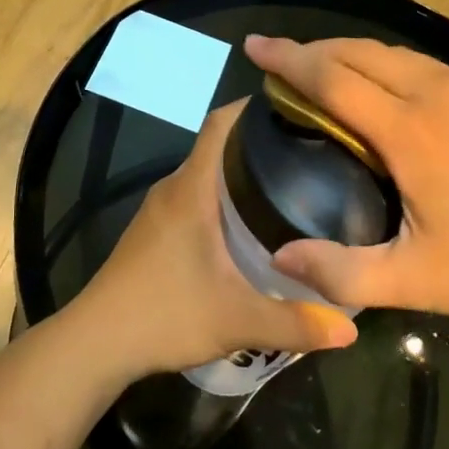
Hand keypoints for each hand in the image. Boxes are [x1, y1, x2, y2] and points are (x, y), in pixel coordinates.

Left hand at [73, 101, 359, 376]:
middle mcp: (173, 188)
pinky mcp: (153, 231)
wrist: (96, 342)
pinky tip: (249, 224)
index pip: (221, 123)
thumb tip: (352, 329)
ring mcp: (159, 209)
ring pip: (206, 173)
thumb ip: (296, 323)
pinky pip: (194, 196)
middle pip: (219, 145)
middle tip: (310, 152)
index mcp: (191, 189)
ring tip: (290, 183)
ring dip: (241, 172)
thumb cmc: (164, 315)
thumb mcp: (237, 321)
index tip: (296, 107)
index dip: (254, 106)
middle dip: (261, 142)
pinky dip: (223, 197)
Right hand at [245, 35, 448, 321]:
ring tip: (322, 69)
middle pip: (358, 52)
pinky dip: (385, 63)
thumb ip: (343, 273)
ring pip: (392, 53)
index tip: (254, 46)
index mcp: (408, 131)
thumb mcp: (416, 282)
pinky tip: (384, 84)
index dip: (287, 60)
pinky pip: (423, 63)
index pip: (332, 78)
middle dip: (312, 49)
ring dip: (348, 54)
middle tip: (279, 60)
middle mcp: (434, 94)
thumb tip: (280, 259)